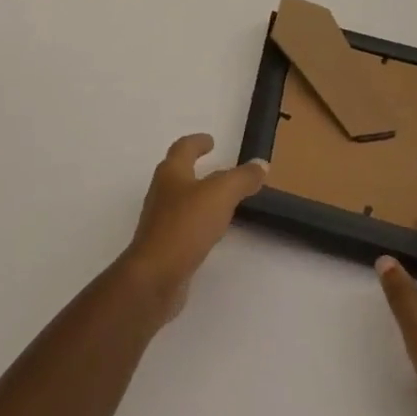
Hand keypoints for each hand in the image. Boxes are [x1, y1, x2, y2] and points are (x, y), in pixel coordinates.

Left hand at [118, 134, 265, 322]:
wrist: (155, 275)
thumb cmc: (185, 226)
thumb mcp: (220, 195)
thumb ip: (241, 179)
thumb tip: (261, 164)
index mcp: (171, 173)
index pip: (183, 148)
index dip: (197, 142)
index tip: (210, 140)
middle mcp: (162, 193)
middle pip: (178, 173)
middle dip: (195, 168)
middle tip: (218, 168)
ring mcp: (160, 220)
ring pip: (181, 200)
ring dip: (198, 196)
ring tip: (220, 200)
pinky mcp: (164, 246)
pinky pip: (184, 226)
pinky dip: (198, 222)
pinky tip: (211, 232)